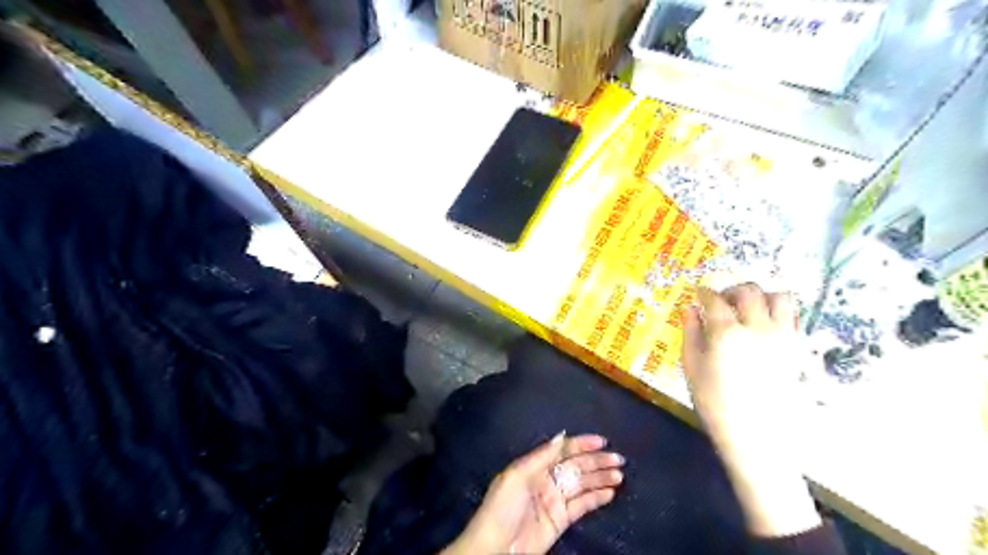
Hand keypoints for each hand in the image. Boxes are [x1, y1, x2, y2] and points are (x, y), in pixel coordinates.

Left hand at [441, 434, 619, 554]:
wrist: (496, 547)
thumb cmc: (503, 506)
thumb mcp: (517, 475)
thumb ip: (541, 456)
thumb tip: (562, 435)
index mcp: (534, 465)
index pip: (563, 450)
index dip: (582, 444)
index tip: (602, 441)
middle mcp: (547, 479)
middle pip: (576, 466)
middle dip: (597, 461)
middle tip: (618, 459)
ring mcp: (555, 499)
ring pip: (582, 484)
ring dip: (600, 478)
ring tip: (619, 475)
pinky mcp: (561, 519)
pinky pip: (582, 505)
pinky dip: (596, 498)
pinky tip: (610, 492)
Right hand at [689, 283, 818, 533]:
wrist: (758, 435)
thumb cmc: (715, 402)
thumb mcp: (692, 367)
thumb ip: (691, 333)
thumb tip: (689, 309)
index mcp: (726, 333)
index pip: (714, 300)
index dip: (704, 292)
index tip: (698, 293)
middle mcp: (758, 327)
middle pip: (749, 291)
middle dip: (732, 290)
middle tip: (722, 300)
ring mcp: (783, 337)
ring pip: (779, 297)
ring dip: (761, 296)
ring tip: (748, 308)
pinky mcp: (798, 348)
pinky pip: (793, 317)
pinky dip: (779, 312)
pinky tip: (765, 324)